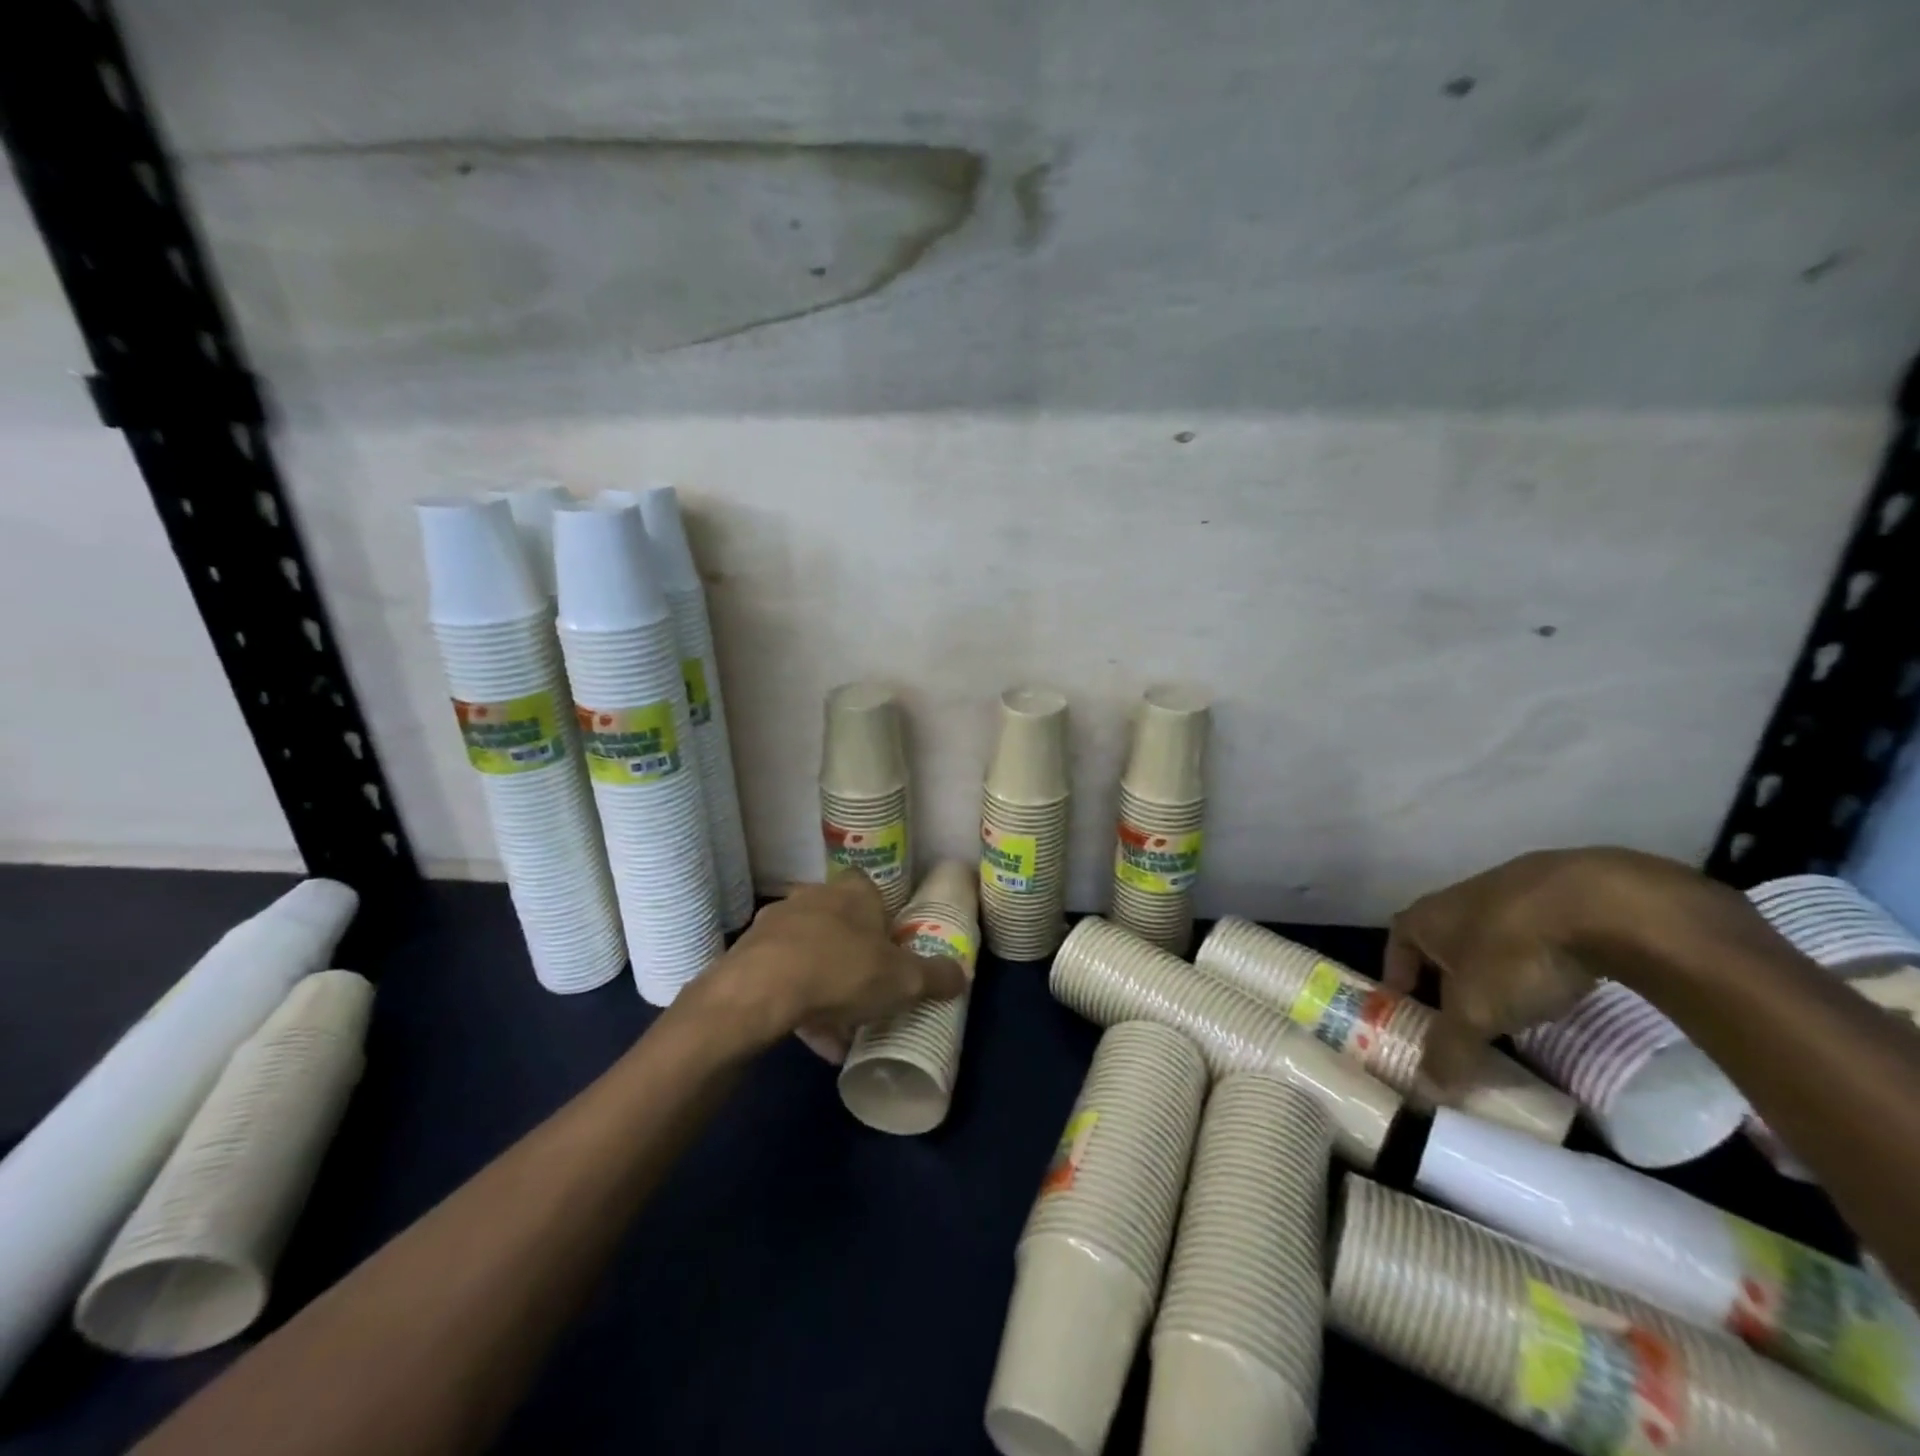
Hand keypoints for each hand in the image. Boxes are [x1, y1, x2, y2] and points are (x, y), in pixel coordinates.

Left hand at [687, 874, 968, 1062]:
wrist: (760, 991)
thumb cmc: (843, 971)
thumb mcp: (903, 981)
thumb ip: (935, 977)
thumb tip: (963, 976)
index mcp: (853, 891)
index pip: (871, 891)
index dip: (882, 920)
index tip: (890, 952)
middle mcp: (813, 897)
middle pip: (839, 923)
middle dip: (853, 957)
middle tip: (867, 993)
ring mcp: (776, 923)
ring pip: (809, 953)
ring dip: (824, 987)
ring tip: (840, 1033)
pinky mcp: (748, 953)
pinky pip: (781, 977)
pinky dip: (797, 1004)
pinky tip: (812, 1042)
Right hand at [1382, 848, 1691, 1089]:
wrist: (1599, 902)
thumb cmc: (1513, 954)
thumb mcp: (1475, 1012)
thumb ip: (1449, 1050)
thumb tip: (1424, 1094)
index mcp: (1424, 918)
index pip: (1395, 945)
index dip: (1397, 977)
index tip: (1407, 1009)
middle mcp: (1457, 899)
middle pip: (1442, 941)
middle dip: (1448, 977)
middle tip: (1462, 1017)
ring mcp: (1511, 891)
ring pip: (1490, 935)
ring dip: (1495, 967)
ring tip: (1515, 1006)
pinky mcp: (1562, 893)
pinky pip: (1537, 931)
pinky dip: (1539, 956)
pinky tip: (1562, 981)